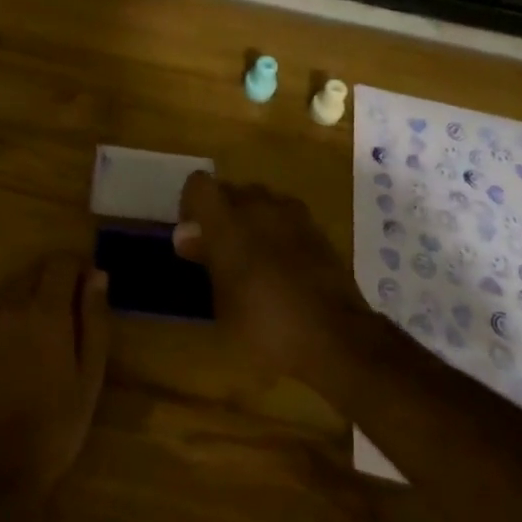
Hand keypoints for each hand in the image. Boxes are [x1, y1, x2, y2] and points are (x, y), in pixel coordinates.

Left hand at [0, 253, 108, 506]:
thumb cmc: (56, 423)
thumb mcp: (90, 374)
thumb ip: (94, 319)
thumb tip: (97, 275)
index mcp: (46, 310)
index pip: (61, 262)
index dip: (77, 266)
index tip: (89, 283)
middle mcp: (12, 306)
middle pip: (34, 270)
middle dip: (54, 277)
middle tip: (70, 306)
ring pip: (11, 289)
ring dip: (30, 294)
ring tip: (44, 325)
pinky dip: (9, 315)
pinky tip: (18, 345)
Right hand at [172, 173, 369, 384]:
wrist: (336, 337)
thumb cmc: (266, 326)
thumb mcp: (222, 302)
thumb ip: (205, 259)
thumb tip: (186, 234)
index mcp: (228, 221)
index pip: (199, 184)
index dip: (191, 204)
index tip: (192, 234)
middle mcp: (259, 206)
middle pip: (231, 190)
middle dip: (222, 213)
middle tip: (220, 250)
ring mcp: (292, 214)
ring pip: (261, 201)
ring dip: (251, 220)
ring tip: (252, 257)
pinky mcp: (317, 229)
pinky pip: (286, 218)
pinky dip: (278, 232)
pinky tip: (281, 266)